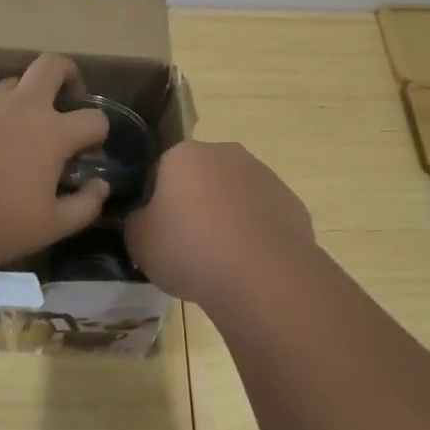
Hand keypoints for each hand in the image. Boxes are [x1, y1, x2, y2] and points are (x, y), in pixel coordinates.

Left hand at [0, 54, 110, 269]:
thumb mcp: (50, 227)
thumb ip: (84, 206)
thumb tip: (101, 186)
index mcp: (54, 134)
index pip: (94, 120)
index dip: (98, 134)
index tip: (88, 153)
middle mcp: (24, 106)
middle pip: (54, 67)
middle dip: (68, 75)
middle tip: (67, 96)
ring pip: (13, 76)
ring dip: (22, 90)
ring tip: (16, 113)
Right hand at [126, 140, 316, 308]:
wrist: (262, 276)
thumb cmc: (190, 249)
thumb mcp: (139, 241)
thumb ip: (137, 223)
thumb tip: (146, 220)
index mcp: (184, 155)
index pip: (162, 170)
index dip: (157, 201)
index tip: (158, 231)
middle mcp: (226, 154)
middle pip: (201, 178)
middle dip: (195, 204)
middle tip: (188, 246)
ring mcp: (264, 176)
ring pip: (235, 196)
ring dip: (227, 219)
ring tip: (221, 261)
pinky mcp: (292, 203)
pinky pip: (263, 218)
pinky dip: (255, 236)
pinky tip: (249, 265)